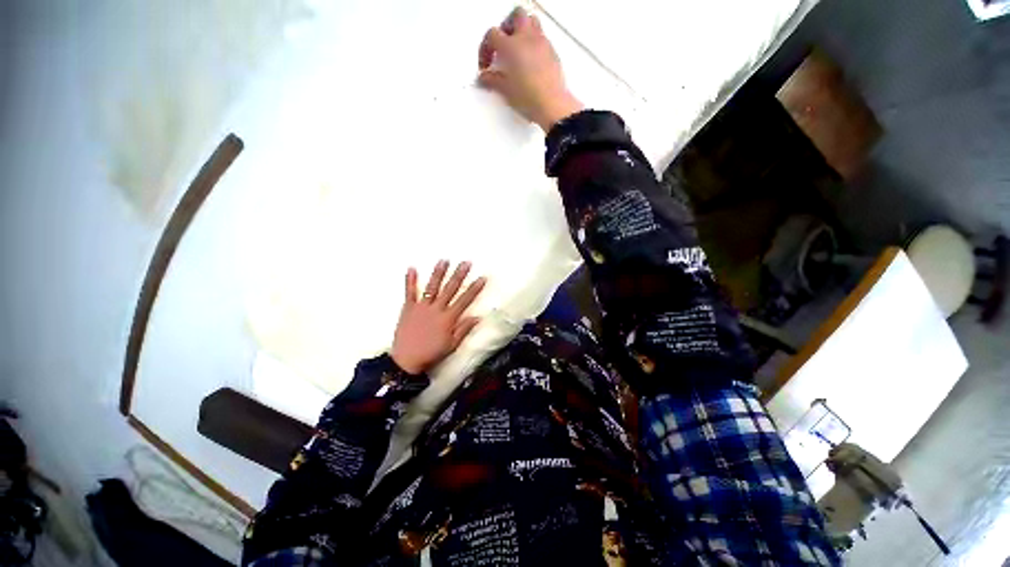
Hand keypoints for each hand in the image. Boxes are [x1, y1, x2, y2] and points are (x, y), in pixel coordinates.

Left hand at [391, 261, 486, 374]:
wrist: (406, 361)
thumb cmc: (431, 354)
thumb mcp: (451, 345)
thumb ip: (464, 329)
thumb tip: (477, 317)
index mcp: (448, 318)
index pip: (464, 300)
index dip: (474, 289)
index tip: (482, 278)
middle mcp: (436, 309)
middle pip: (450, 289)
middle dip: (459, 275)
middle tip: (466, 262)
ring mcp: (421, 307)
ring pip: (432, 287)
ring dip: (438, 273)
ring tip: (444, 260)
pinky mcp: (408, 308)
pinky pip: (409, 292)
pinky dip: (410, 280)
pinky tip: (411, 268)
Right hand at [478, 7, 582, 131]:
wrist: (552, 106)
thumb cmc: (530, 98)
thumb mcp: (506, 91)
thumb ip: (492, 81)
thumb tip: (484, 78)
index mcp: (512, 46)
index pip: (492, 35)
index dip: (485, 48)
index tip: (486, 65)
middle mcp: (527, 38)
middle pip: (515, 16)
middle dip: (506, 27)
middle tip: (501, 45)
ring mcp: (542, 43)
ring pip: (531, 21)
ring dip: (522, 29)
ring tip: (516, 48)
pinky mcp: (552, 51)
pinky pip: (541, 37)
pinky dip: (533, 42)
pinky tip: (530, 60)